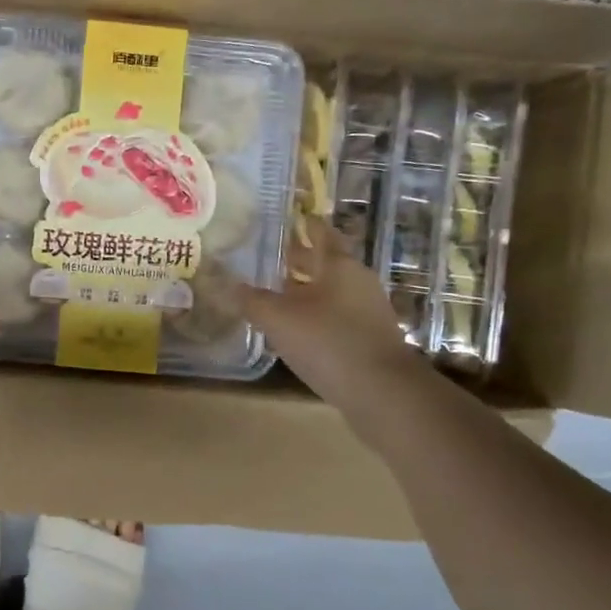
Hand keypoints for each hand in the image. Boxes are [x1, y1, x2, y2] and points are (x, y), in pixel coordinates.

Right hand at [237, 218, 425, 406]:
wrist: (383, 393)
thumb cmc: (329, 342)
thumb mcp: (279, 319)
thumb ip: (252, 300)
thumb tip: (227, 285)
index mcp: (338, 265)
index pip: (320, 232)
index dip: (304, 223)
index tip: (287, 216)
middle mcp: (357, 281)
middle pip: (325, 262)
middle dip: (299, 257)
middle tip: (269, 254)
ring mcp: (367, 310)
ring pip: (330, 290)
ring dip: (305, 288)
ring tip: (274, 291)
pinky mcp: (368, 338)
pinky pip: (336, 315)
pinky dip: (315, 313)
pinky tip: (294, 327)